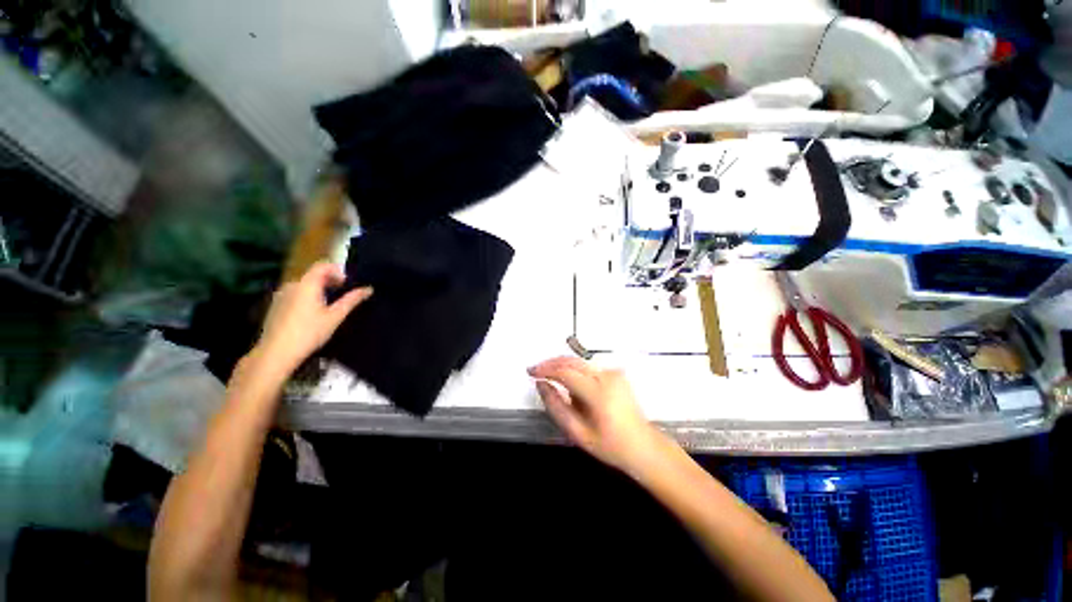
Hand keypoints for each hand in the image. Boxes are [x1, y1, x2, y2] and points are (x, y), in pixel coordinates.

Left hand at [255, 261, 371, 372]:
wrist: (276, 354)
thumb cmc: (309, 333)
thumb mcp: (335, 317)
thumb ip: (351, 300)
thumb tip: (368, 289)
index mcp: (307, 284)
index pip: (323, 265)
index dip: (338, 271)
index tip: (347, 285)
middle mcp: (292, 285)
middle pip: (313, 275)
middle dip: (330, 282)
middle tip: (342, 297)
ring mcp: (281, 295)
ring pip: (304, 286)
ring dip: (318, 291)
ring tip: (328, 308)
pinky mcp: (275, 306)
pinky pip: (295, 295)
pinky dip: (306, 298)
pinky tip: (311, 316)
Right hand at [529, 357, 668, 474]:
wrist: (643, 446)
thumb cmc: (610, 445)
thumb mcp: (577, 433)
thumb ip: (556, 406)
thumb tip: (541, 384)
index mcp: (598, 393)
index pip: (565, 372)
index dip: (545, 369)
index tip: (530, 372)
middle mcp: (607, 376)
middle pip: (572, 361)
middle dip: (551, 363)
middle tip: (536, 371)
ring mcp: (613, 373)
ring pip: (580, 362)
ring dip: (562, 367)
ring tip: (551, 381)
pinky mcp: (616, 373)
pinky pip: (589, 368)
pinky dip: (575, 371)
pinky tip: (571, 386)